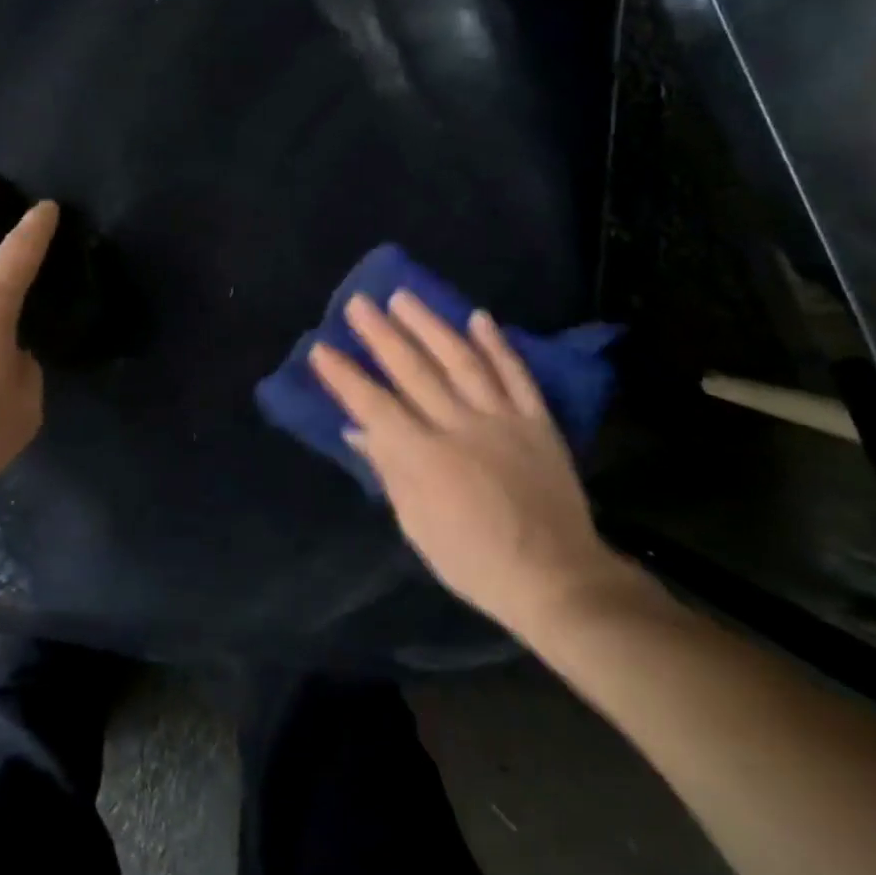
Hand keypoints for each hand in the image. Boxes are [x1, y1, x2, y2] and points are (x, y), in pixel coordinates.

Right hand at [310, 290, 644, 642]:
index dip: (345, 376)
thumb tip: (359, 430)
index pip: (374, 406)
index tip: (321, 349)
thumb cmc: (472, 560)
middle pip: (414, 371)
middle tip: (358, 303)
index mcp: (424, 458)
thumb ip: (389, 471)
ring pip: (461, 360)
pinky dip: (497, 345)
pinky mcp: (536, 422)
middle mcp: (459, 427)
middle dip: (381, 335)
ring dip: (430, 325)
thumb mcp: (416, 525)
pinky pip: (516, 375)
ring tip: (404, 297)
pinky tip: (479, 318)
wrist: (554, 576)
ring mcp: (502, 419)